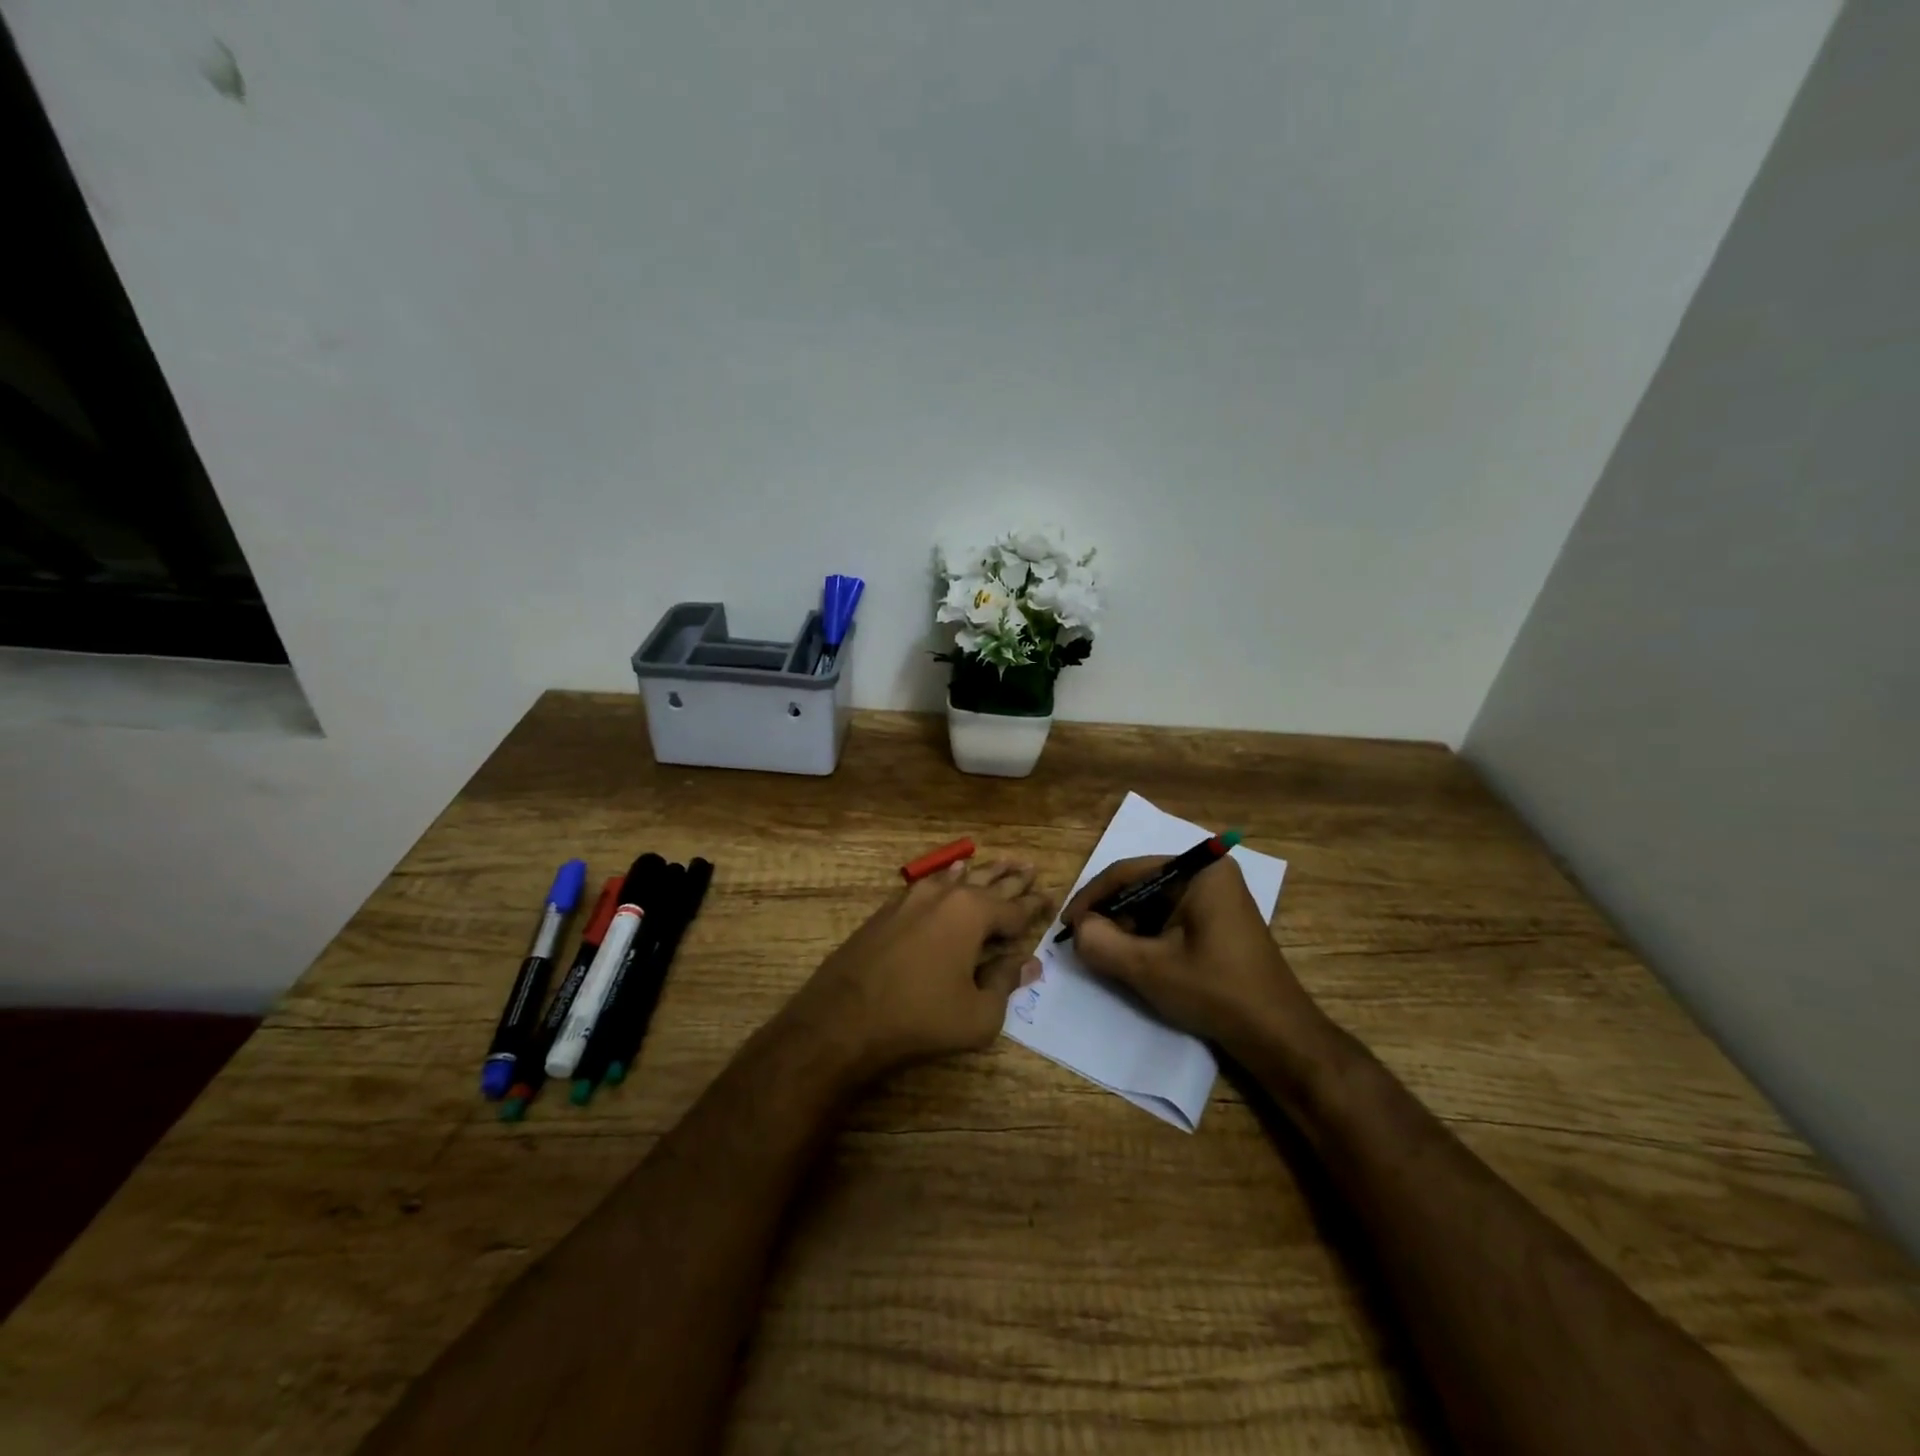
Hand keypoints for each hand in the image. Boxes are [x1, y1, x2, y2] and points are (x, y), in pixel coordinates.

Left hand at [787, 859, 1049, 1078]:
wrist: (844, 1017)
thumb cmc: (920, 1017)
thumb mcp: (978, 1014)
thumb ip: (1005, 983)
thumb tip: (1028, 963)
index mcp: (973, 914)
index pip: (1014, 908)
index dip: (1035, 906)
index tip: (1052, 897)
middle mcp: (946, 896)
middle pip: (988, 884)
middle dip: (1012, 879)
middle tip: (1031, 867)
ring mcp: (914, 898)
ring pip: (959, 878)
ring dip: (983, 872)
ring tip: (1002, 862)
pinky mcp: (890, 909)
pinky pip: (930, 883)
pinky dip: (948, 877)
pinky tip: (953, 870)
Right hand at [1063, 855, 1319, 1060]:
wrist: (1277, 1035)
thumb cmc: (1216, 991)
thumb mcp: (1149, 968)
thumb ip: (1102, 943)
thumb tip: (1078, 928)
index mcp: (1199, 870)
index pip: (1129, 871)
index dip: (1092, 897)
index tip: (1067, 925)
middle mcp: (1209, 873)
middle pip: (1141, 886)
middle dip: (1111, 915)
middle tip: (1085, 943)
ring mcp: (1216, 897)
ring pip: (1153, 904)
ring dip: (1127, 928)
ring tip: (1107, 955)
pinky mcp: (1218, 921)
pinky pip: (1170, 918)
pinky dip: (1148, 937)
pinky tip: (1136, 961)